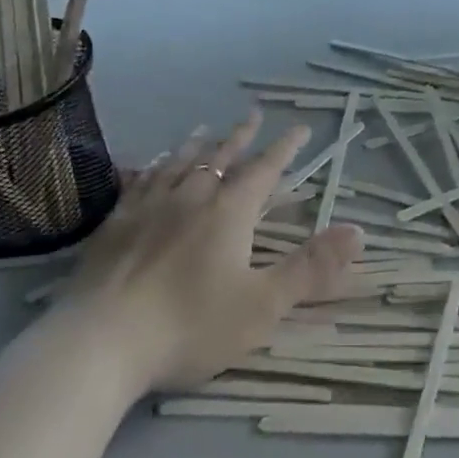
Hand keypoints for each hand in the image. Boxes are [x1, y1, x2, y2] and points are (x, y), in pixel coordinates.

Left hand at [56, 110, 361, 391]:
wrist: (101, 343)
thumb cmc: (190, 325)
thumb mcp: (263, 305)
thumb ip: (312, 268)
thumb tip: (358, 231)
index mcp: (229, 212)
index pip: (265, 169)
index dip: (285, 149)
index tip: (300, 128)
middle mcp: (190, 196)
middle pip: (221, 156)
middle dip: (241, 136)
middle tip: (253, 114)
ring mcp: (148, 207)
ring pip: (178, 163)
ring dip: (196, 144)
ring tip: (203, 129)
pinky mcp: (115, 224)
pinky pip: (140, 181)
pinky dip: (153, 167)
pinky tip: (150, 166)